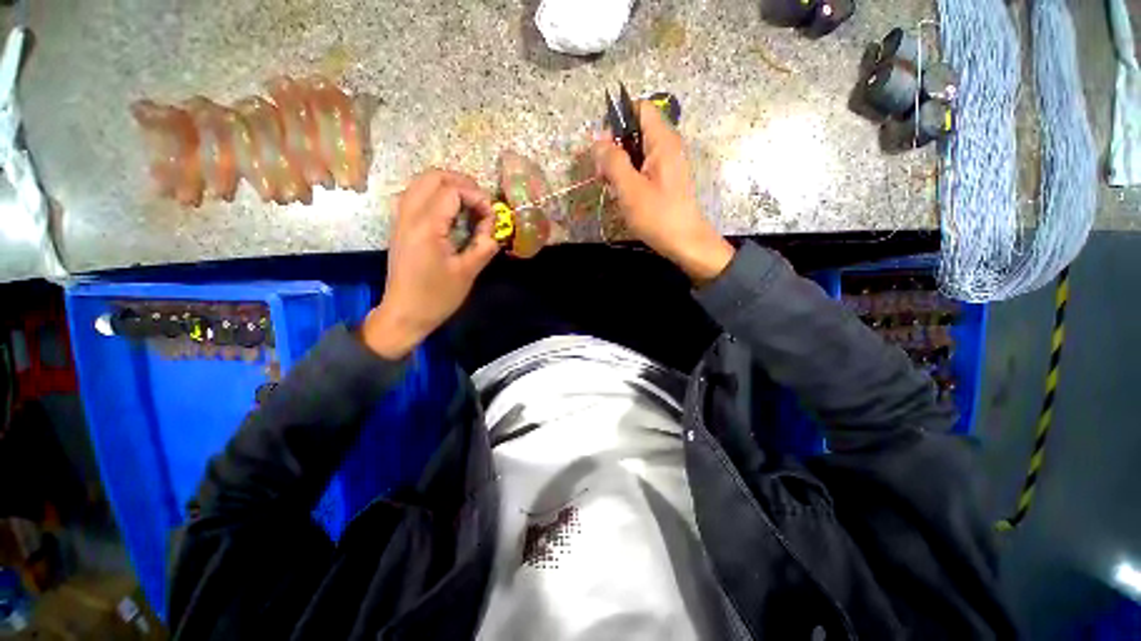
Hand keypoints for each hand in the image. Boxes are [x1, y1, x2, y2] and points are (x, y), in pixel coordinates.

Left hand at [362, 170, 499, 358]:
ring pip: (420, 183)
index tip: (491, 216)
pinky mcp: (400, 227)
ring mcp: (401, 220)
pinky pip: (416, 197)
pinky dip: (436, 196)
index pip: (451, 190)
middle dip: (461, 183)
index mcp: (426, 227)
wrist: (405, 314)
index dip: (476, 197)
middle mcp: (409, 216)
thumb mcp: (468, 273)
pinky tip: (452, 215)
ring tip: (469, 206)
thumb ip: (484, 245)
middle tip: (480, 203)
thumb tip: (494, 227)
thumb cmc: (437, 297)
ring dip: (447, 187)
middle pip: (431, 176)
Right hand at [592, 102, 733, 285]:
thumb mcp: (630, 189)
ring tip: (610, 187)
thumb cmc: (658, 216)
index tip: (603, 145)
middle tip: (602, 173)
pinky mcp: (665, 180)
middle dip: (614, 147)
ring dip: (619, 165)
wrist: (686, 243)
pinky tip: (622, 194)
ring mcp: (667, 164)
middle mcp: (667, 146)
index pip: (640, 108)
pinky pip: (643, 168)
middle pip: (635, 131)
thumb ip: (613, 161)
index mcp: (662, 141)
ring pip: (637, 151)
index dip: (618, 119)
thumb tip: (597, 140)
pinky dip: (629, 176)